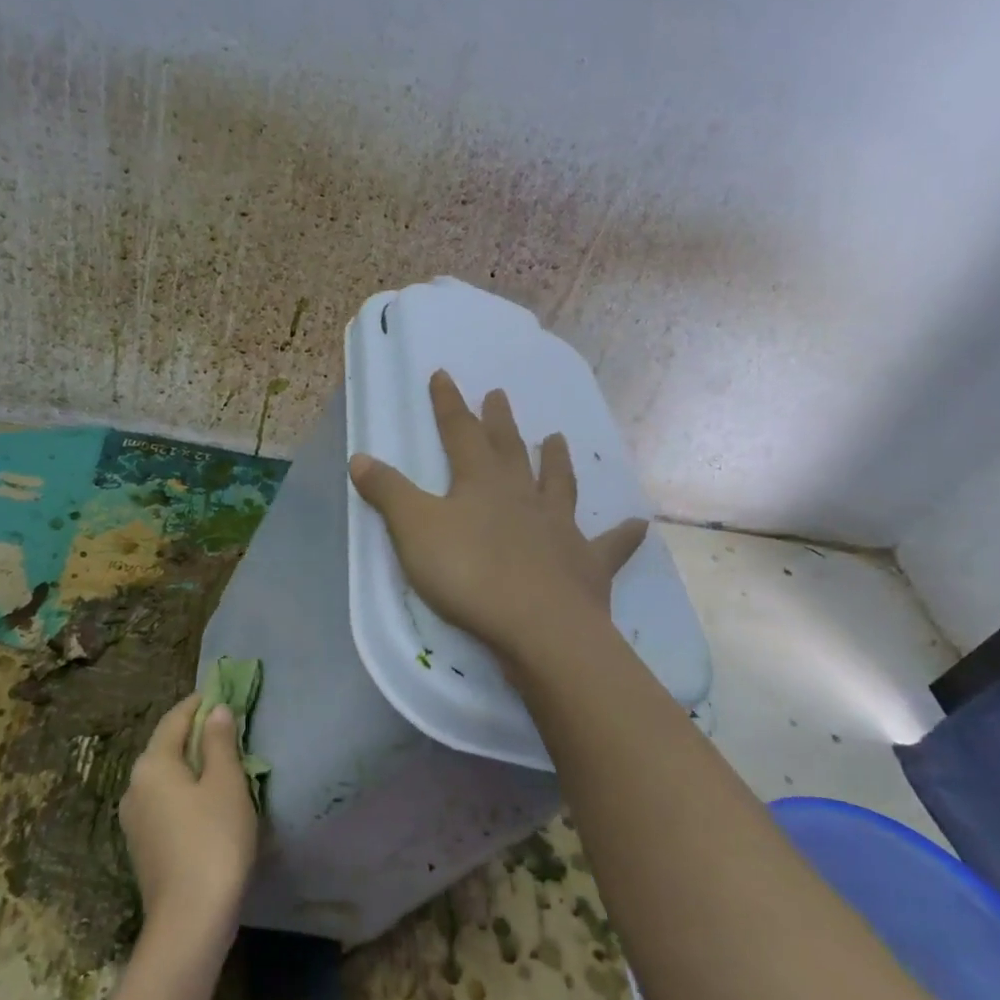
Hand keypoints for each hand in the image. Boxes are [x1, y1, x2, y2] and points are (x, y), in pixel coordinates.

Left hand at [119, 695, 258, 945]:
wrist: (189, 922)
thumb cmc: (213, 840)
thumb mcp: (226, 783)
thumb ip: (220, 742)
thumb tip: (216, 711)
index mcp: (152, 764)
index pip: (175, 719)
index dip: (199, 704)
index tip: (221, 694)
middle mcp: (135, 786)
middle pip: (166, 747)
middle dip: (195, 734)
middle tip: (227, 727)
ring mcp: (134, 820)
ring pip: (165, 777)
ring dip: (191, 765)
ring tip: (222, 763)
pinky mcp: (143, 847)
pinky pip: (165, 802)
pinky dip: (185, 791)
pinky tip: (208, 802)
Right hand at [349, 370, 647, 662]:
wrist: (538, 625)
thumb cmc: (469, 573)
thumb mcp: (414, 530)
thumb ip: (388, 493)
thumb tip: (360, 457)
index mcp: (481, 482)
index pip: (460, 432)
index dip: (449, 404)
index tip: (444, 374)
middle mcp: (523, 495)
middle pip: (509, 450)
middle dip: (499, 421)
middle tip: (499, 395)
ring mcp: (559, 527)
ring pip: (558, 484)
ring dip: (556, 461)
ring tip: (557, 438)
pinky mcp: (587, 564)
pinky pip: (609, 545)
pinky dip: (623, 535)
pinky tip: (639, 525)